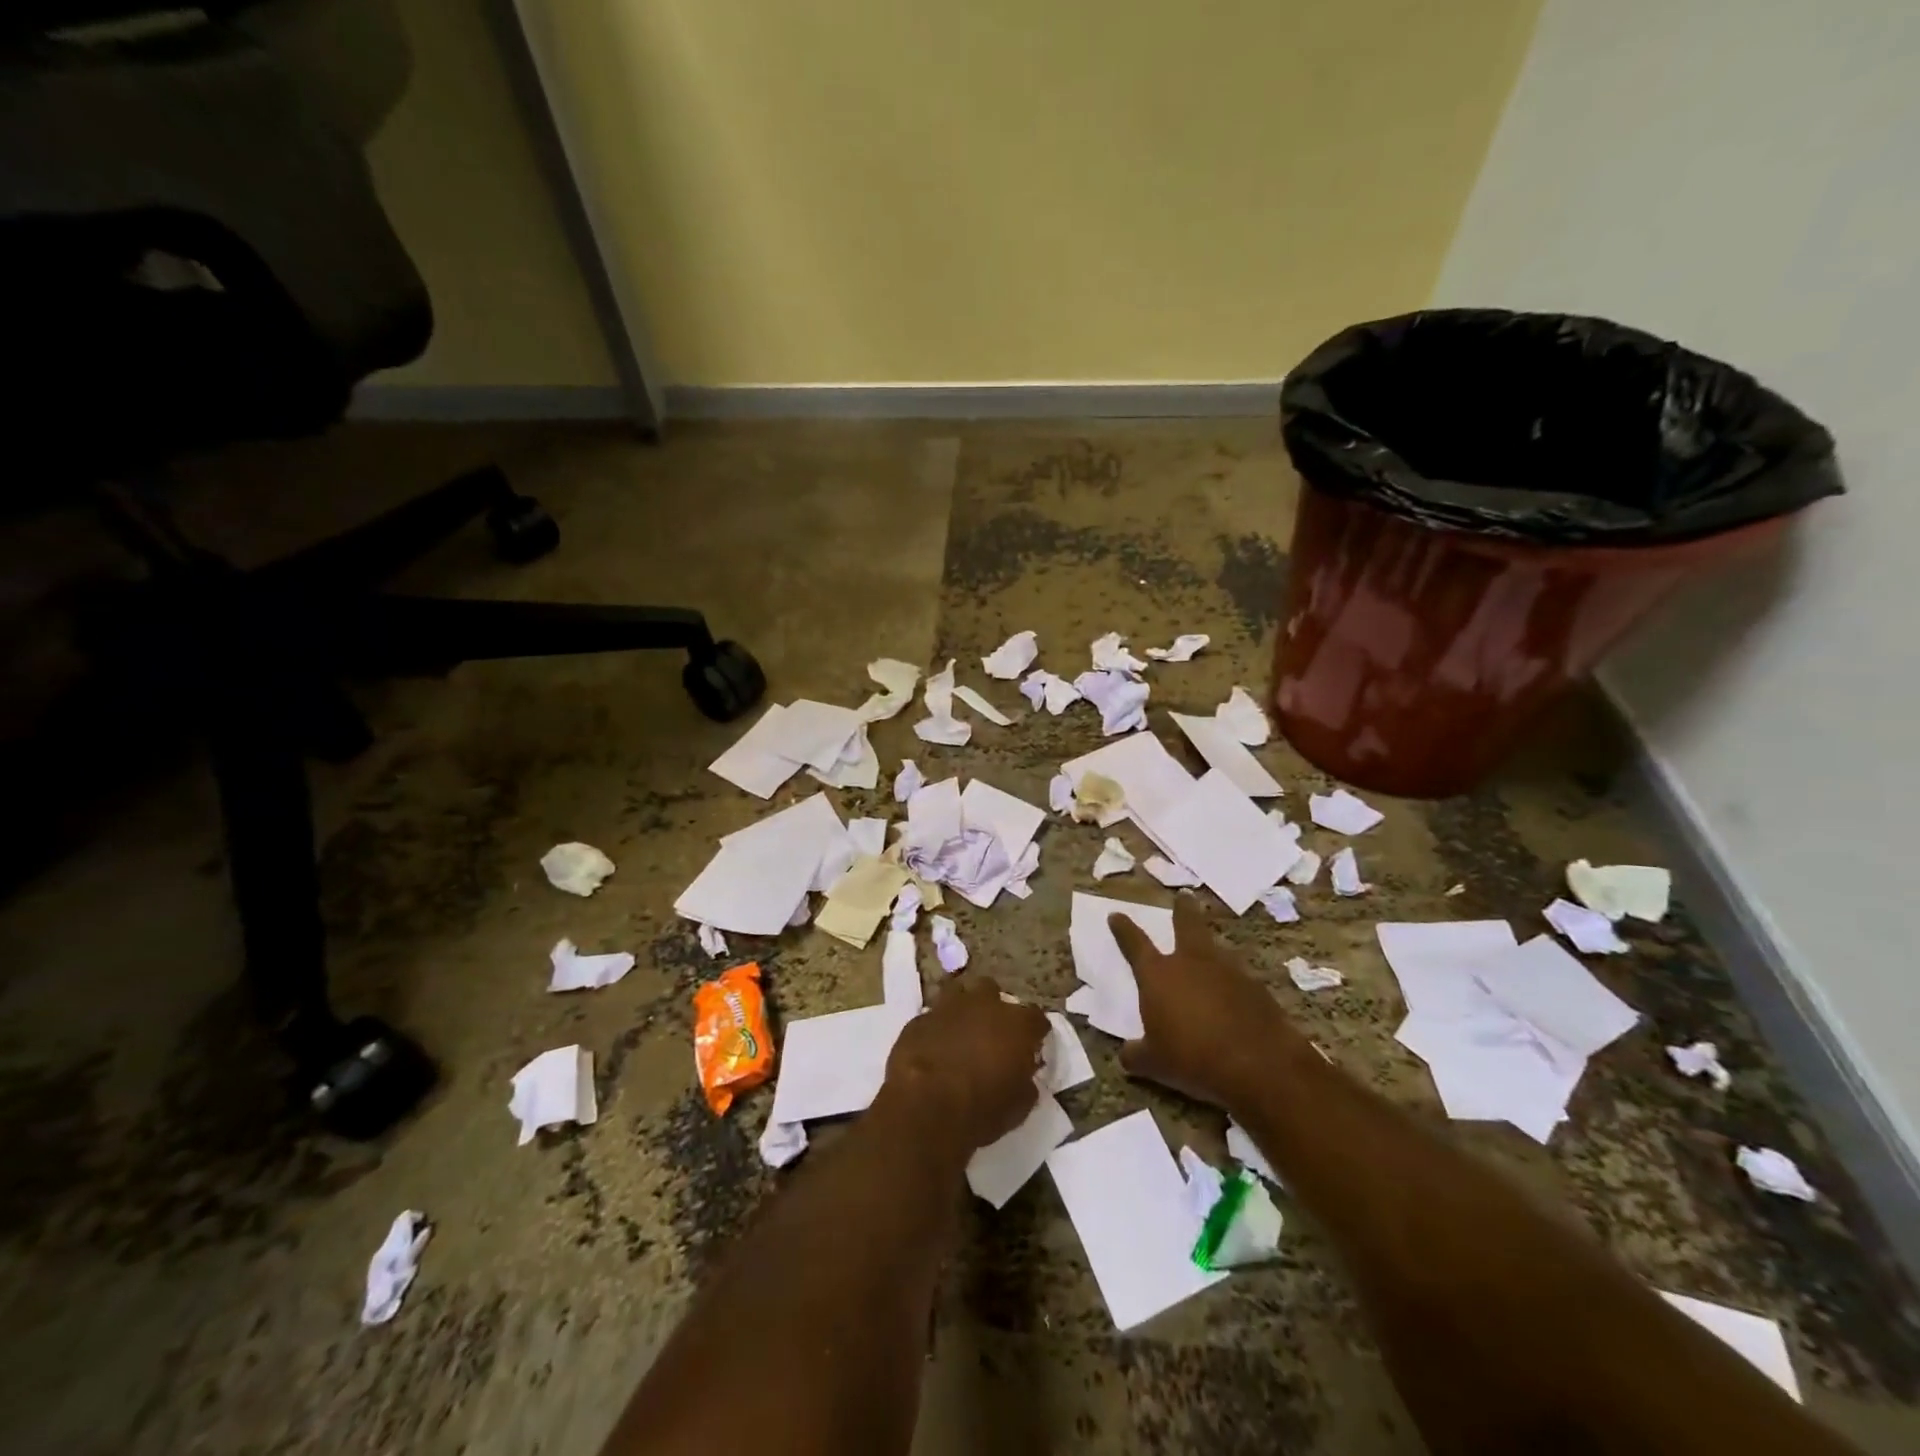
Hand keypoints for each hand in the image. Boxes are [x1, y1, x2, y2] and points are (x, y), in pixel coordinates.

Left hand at [880, 975, 1048, 1151]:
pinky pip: (933, 1017)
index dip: (1034, 1033)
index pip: (1036, 1018)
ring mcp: (949, 1006)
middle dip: (994, 1010)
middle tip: (991, 1035)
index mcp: (1017, 1024)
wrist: (925, 1107)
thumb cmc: (981, 1109)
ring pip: (960, 993)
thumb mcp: (1018, 1107)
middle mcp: (985, 1005)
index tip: (1031, 1047)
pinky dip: (937, 1028)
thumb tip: (1022, 1074)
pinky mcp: (919, 1018)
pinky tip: (934, 1047)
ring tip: (961, 1032)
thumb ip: (1024, 1081)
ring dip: (963, 1010)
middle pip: (994, 993)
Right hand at [1109, 897, 1297, 1110]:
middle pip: (1187, 925)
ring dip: (1210, 949)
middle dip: (1183, 910)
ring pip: (1216, 950)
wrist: (1259, 1065)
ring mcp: (1228, 971)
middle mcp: (1192, 962)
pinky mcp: (1256, 987)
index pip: (1135, 944)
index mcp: (1159, 975)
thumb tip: (1126, 1055)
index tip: (1116, 915)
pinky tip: (1234, 998)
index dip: (1124, 929)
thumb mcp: (1154, 1063)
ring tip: (1209, 954)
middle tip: (1184, 897)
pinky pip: (1238, 978)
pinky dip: (1232, 983)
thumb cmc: (1193, 1059)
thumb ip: (1136, 1055)